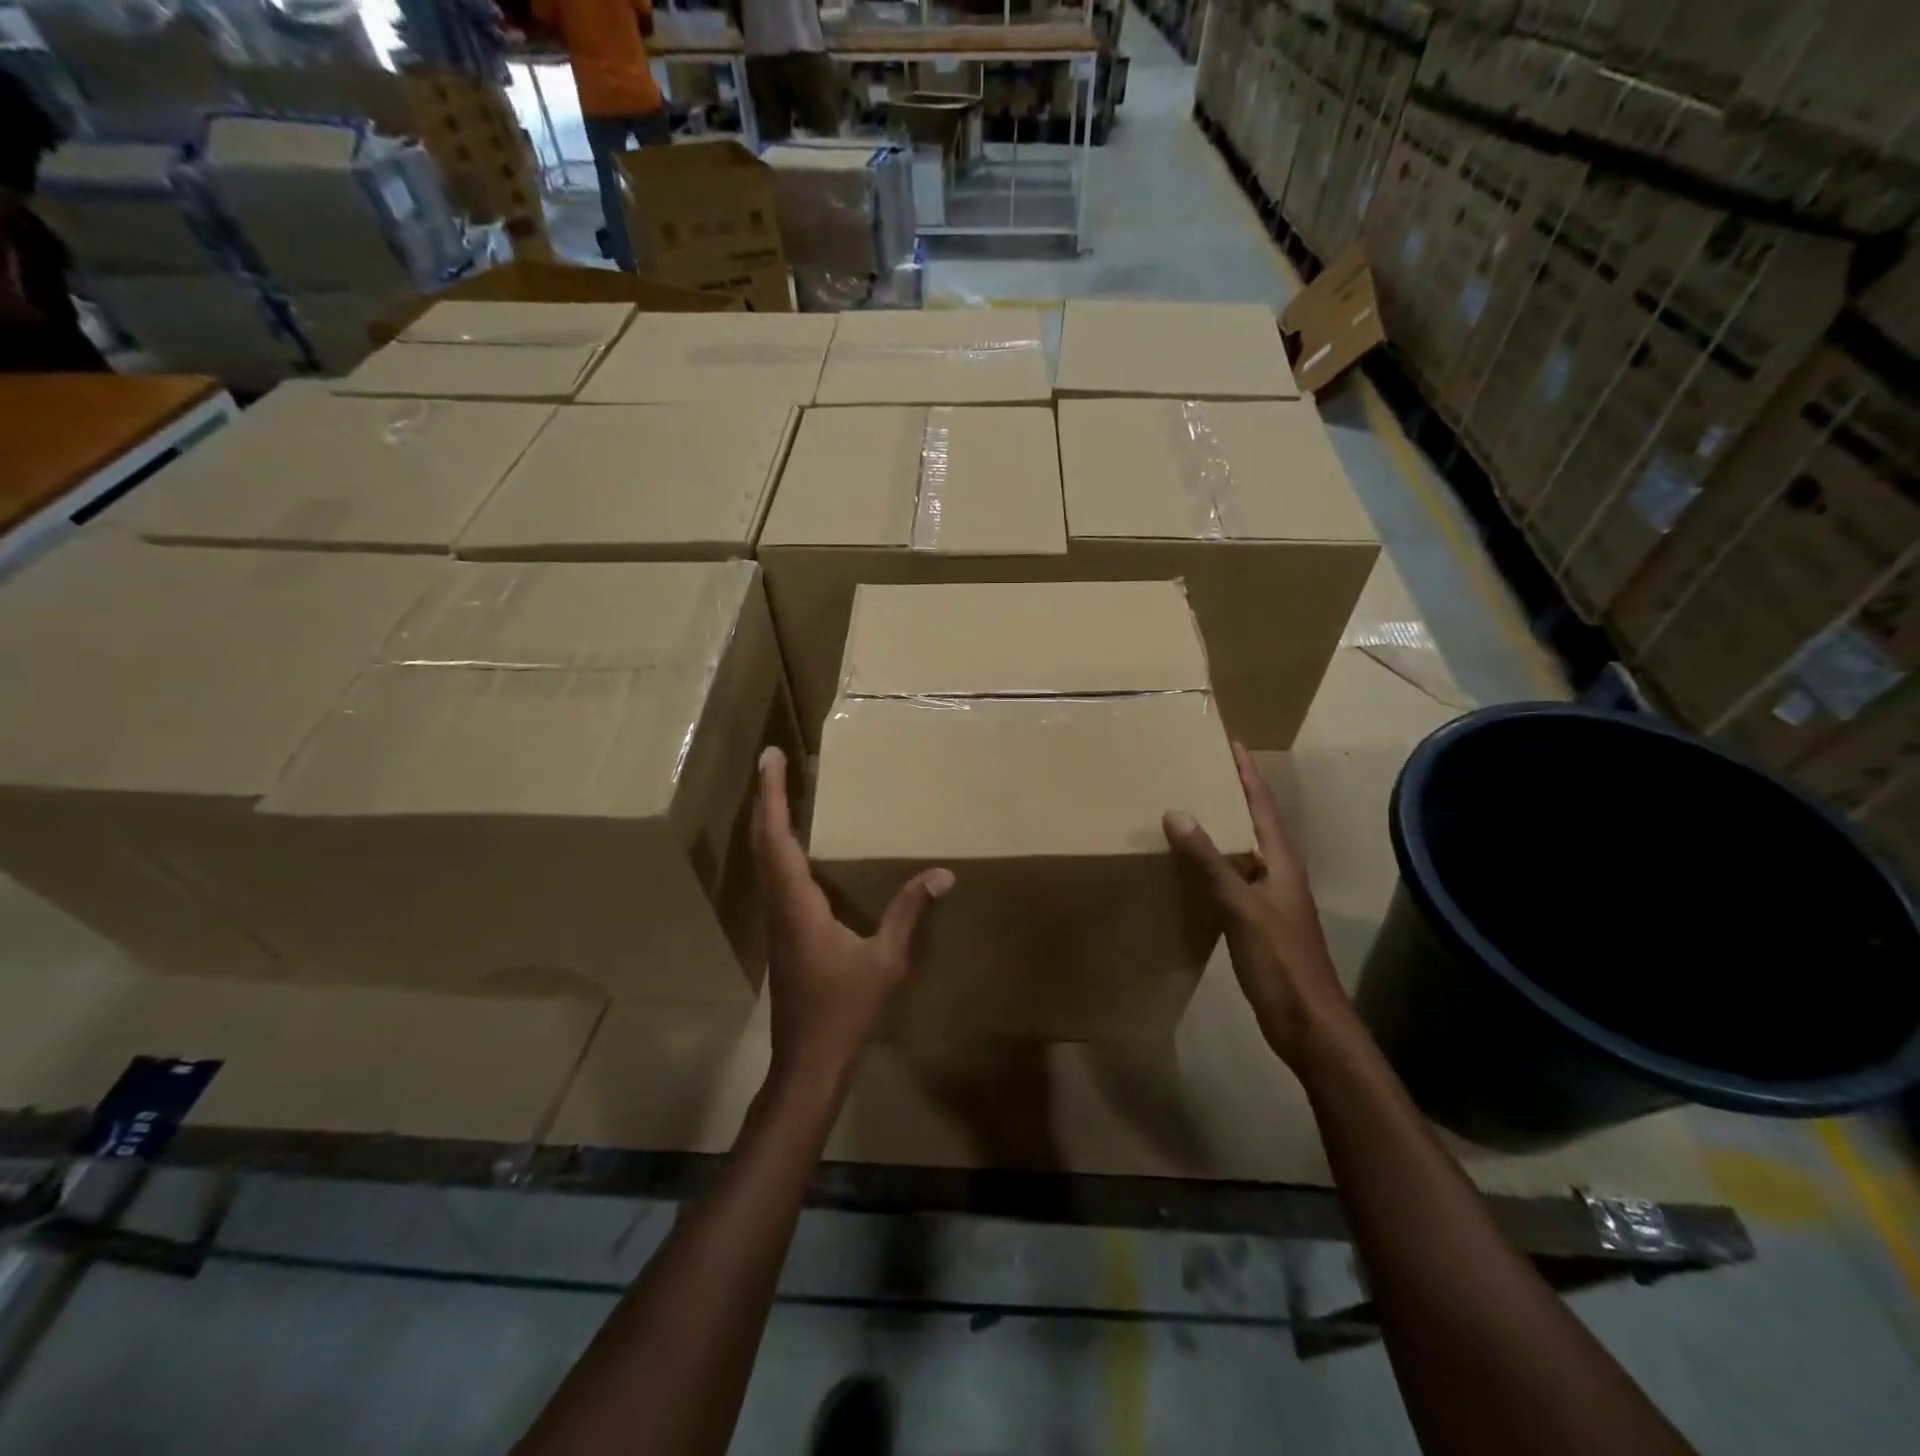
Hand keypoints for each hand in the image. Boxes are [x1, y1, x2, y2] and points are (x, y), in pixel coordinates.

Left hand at [752, 746, 952, 1098]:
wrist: (808, 1063)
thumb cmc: (844, 1011)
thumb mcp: (886, 961)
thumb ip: (909, 913)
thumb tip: (942, 874)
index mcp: (798, 904)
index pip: (777, 838)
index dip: (772, 795)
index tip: (770, 758)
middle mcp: (779, 905)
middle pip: (762, 841)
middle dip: (766, 797)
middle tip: (772, 762)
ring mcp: (776, 921)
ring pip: (763, 859)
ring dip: (767, 821)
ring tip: (779, 792)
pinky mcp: (782, 933)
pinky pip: (773, 877)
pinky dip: (776, 847)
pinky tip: (792, 848)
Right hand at [1164, 742, 1357, 1071]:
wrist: (1309, 1025)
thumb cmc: (1281, 961)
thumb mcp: (1241, 907)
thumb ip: (1210, 861)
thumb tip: (1177, 811)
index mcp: (1282, 862)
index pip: (1262, 805)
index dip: (1247, 773)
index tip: (1230, 742)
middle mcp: (1278, 873)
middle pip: (1255, 822)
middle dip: (1232, 793)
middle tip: (1199, 770)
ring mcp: (1270, 899)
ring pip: (1243, 851)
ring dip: (1221, 828)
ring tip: (1189, 809)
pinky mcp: (1259, 923)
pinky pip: (1232, 879)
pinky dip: (1212, 864)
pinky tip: (1190, 869)